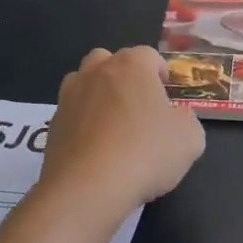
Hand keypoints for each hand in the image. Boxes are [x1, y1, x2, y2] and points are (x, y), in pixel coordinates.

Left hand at [40, 46, 204, 212]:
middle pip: (110, 60)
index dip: (161, 73)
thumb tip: (178, 117)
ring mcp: (70, 96)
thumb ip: (187, 120)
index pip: (149, 55)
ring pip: (84, 82)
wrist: (88, 187)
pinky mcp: (53, 124)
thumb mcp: (190, 139)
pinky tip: (94, 150)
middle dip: (124, 77)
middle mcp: (97, 71)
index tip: (168, 97)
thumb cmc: (145, 153)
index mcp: (131, 65)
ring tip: (112, 126)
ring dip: (98, 95)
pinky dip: (82, 124)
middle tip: (139, 107)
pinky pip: (72, 114)